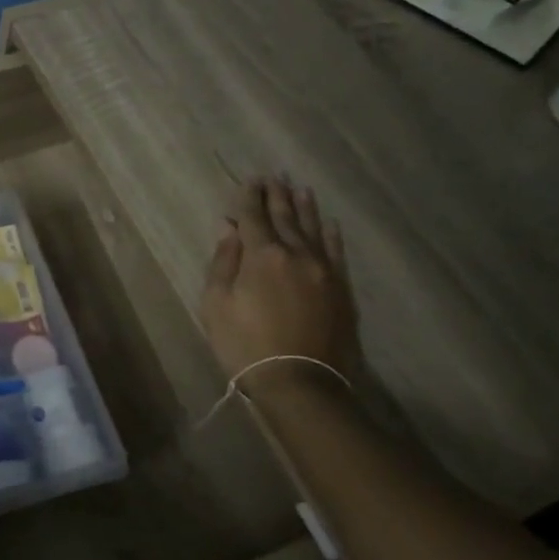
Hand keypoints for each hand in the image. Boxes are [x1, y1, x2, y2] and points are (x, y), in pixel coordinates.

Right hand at [200, 177, 359, 394]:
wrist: (300, 382)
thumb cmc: (245, 344)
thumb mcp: (216, 304)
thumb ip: (223, 261)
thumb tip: (229, 229)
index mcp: (261, 255)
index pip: (253, 216)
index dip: (248, 197)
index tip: (249, 180)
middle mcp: (296, 253)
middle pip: (285, 217)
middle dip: (276, 195)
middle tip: (273, 176)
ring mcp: (323, 270)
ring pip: (313, 229)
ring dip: (304, 207)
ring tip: (300, 188)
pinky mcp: (342, 289)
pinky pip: (336, 252)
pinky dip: (330, 234)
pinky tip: (328, 223)